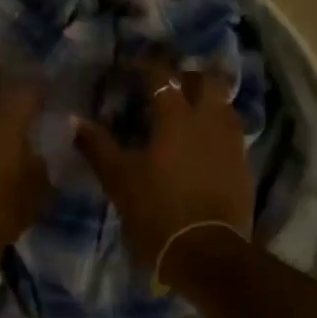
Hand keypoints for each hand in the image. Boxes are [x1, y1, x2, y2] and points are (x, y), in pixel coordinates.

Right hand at [76, 57, 253, 279]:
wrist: (206, 252)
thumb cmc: (156, 210)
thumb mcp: (118, 178)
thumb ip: (97, 144)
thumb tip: (74, 119)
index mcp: (175, 117)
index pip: (162, 75)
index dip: (146, 66)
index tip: (131, 68)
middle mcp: (208, 120)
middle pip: (205, 80)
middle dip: (186, 76)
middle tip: (166, 86)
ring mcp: (230, 142)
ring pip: (223, 104)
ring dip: (206, 100)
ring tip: (186, 111)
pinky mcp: (242, 164)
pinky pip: (230, 131)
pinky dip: (215, 127)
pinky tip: (201, 142)